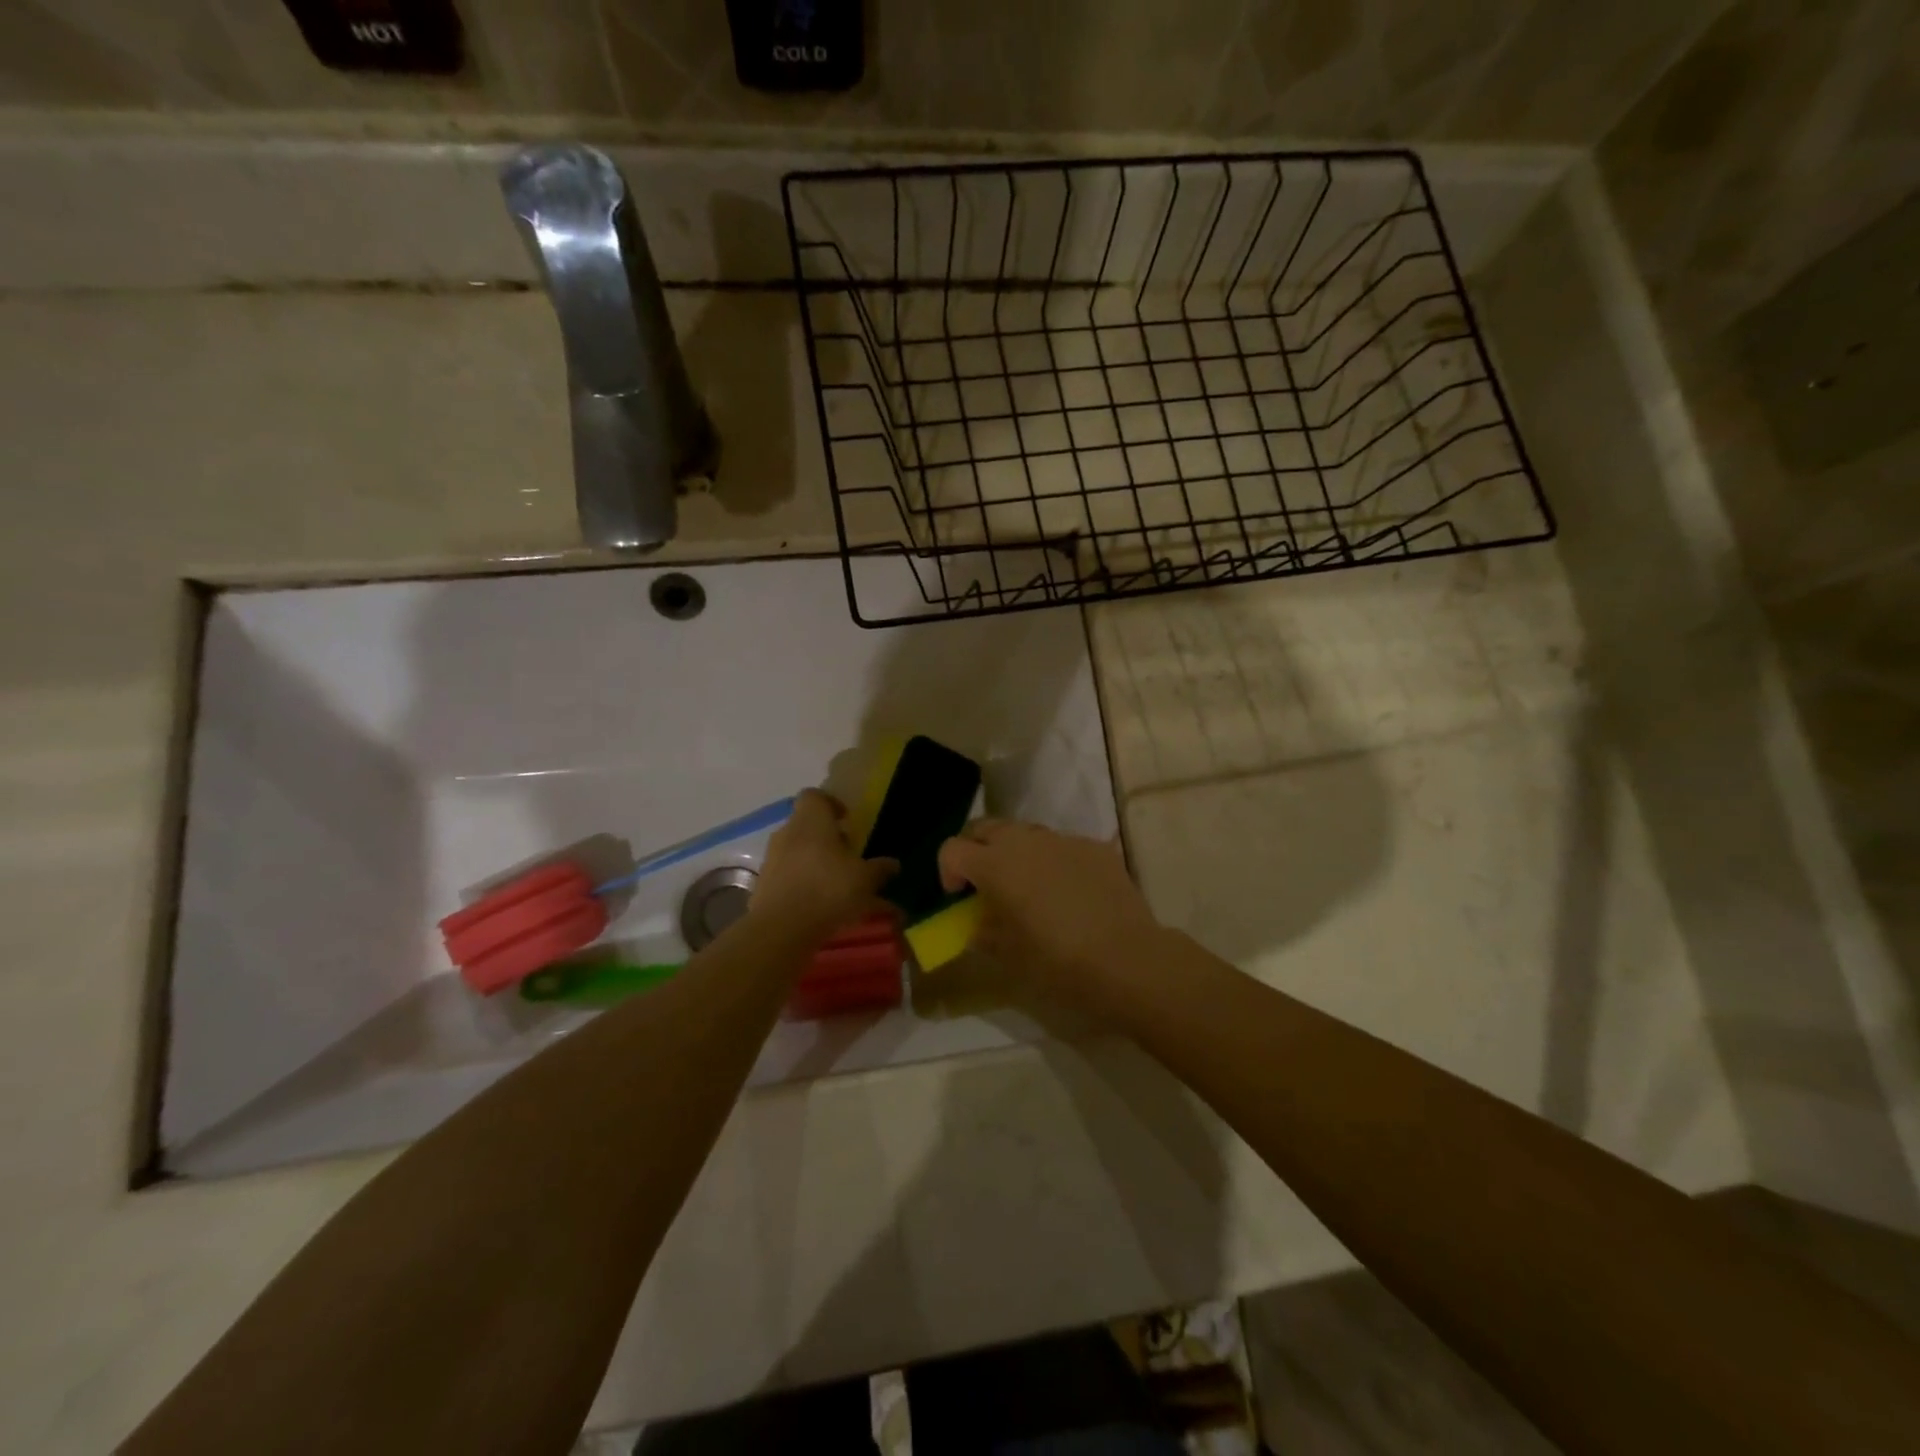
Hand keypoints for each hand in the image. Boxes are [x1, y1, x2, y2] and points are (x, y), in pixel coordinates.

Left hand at [751, 789, 896, 942]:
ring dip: (817, 863)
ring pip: (798, 853)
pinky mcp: (763, 886)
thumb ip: (879, 869)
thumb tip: (893, 864)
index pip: (815, 796)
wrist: (780, 929)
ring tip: (839, 886)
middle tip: (849, 856)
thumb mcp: (865, 879)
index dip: (832, 804)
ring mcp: (772, 859)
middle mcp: (787, 833)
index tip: (847, 820)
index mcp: (811, 820)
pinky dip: (805, 885)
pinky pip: (789, 877)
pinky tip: (823, 907)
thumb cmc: (828, 889)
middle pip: (807, 826)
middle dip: (828, 839)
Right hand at [938, 820, 1169, 1015]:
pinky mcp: (1095, 847)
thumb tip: (979, 922)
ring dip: (1015, 853)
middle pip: (985, 828)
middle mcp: (1025, 840)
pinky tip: (1068, 894)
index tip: (958, 898)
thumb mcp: (1007, 954)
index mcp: (995, 864)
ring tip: (1028, 888)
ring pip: (1025, 833)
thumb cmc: (1057, 961)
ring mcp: (1063, 840)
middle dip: (977, 850)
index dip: (947, 871)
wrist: (1127, 959)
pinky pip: (1061, 846)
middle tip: (985, 884)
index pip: (952, 848)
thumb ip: (983, 931)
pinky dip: (1053, 861)